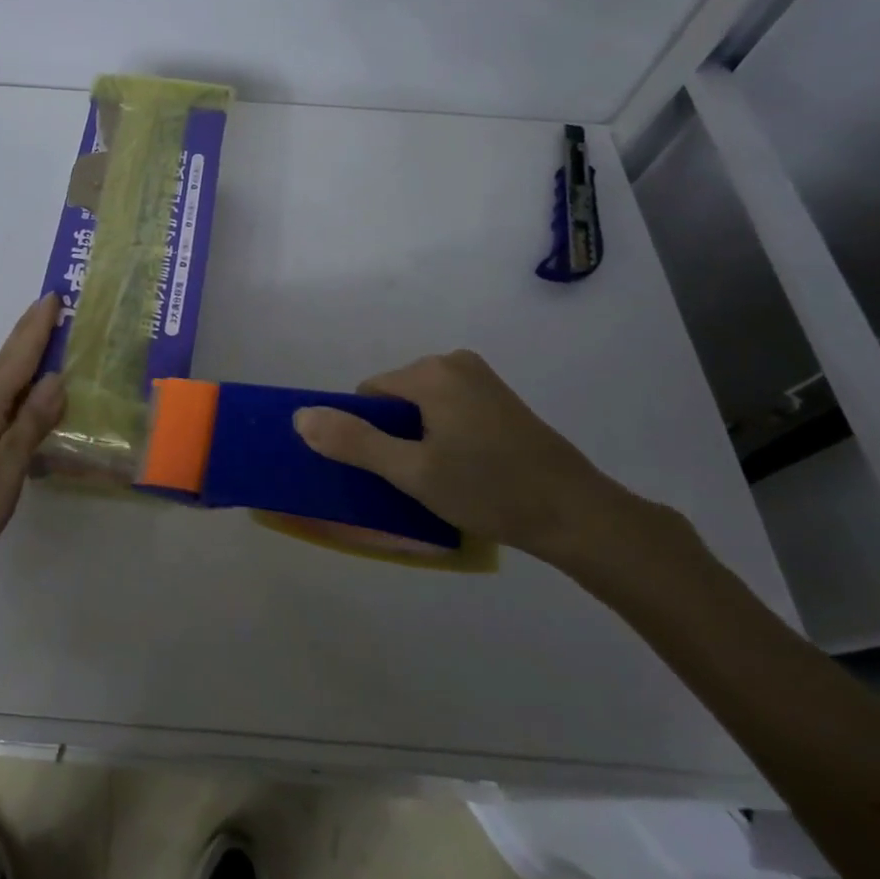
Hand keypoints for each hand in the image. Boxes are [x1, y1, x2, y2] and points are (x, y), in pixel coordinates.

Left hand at [0, 294, 66, 583]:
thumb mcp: (8, 465)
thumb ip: (32, 421)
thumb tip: (54, 379)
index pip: (17, 356)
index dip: (37, 327)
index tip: (53, 296)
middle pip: (5, 363)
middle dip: (29, 336)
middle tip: (52, 312)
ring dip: (22, 364)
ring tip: (46, 354)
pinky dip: (13, 395)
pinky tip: (23, 409)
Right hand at [293, 349, 636, 563]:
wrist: (578, 516)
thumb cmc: (489, 490)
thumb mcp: (412, 472)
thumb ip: (354, 442)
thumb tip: (301, 417)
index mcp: (430, 372)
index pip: (369, 395)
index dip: (369, 434)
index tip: (391, 470)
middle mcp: (454, 362)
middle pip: (395, 398)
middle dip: (396, 435)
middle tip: (419, 479)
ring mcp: (481, 378)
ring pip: (422, 406)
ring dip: (421, 438)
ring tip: (444, 479)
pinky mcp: (499, 398)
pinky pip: (449, 408)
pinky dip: (445, 434)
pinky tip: (466, 469)